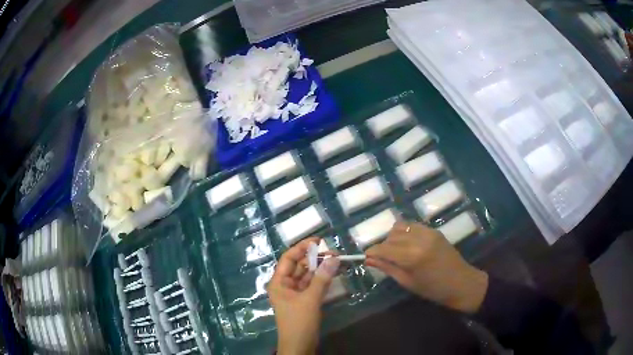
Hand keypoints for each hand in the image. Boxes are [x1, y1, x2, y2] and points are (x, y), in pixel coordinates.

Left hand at [268, 237, 339, 354]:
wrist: (299, 345)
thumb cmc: (299, 322)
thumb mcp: (310, 299)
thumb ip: (322, 278)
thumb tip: (334, 258)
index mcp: (278, 282)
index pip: (288, 258)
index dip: (302, 247)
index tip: (318, 240)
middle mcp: (285, 285)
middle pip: (299, 266)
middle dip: (315, 258)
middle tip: (334, 252)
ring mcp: (295, 293)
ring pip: (307, 276)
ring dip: (320, 268)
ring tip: (336, 260)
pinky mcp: (304, 301)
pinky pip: (312, 285)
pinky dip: (322, 279)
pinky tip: (333, 273)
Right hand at [366, 222, 488, 312]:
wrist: (461, 283)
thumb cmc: (433, 289)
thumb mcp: (407, 282)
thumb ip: (388, 268)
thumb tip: (369, 259)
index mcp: (412, 257)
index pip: (384, 248)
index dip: (372, 252)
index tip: (366, 256)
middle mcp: (419, 239)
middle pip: (391, 236)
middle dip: (383, 246)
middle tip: (383, 258)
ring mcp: (428, 232)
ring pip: (400, 227)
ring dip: (393, 237)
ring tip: (397, 251)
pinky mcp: (434, 230)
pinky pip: (412, 226)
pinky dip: (405, 233)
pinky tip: (408, 245)